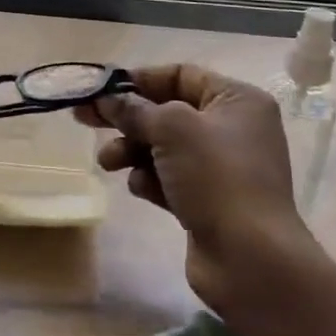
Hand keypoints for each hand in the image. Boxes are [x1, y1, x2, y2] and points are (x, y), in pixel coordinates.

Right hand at [78, 64, 306, 306]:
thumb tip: (106, 99)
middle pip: (166, 112)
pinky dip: (150, 179)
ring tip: (108, 163)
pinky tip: (142, 189)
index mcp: (236, 100)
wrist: (251, 260)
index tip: (101, 89)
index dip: (139, 79)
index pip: (180, 75)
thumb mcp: (171, 129)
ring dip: (131, 151)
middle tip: (84, 119)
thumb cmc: (216, 178)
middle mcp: (232, 129)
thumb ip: (134, 109)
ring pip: (162, 147)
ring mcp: (220, 168)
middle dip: (126, 118)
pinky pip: (168, 178)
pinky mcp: (208, 201)